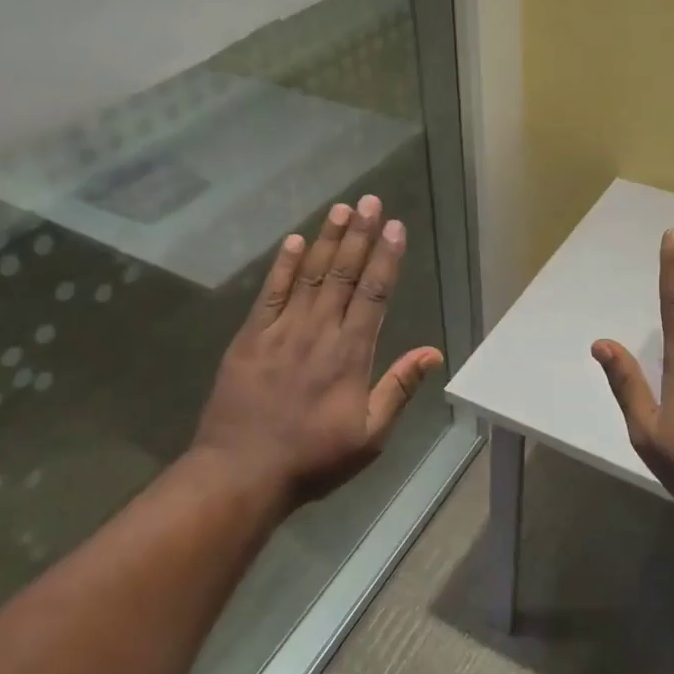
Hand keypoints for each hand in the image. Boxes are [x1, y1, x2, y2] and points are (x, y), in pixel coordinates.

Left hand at [193, 195, 443, 505]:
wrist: (241, 472)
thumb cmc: (313, 458)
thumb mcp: (370, 435)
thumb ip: (398, 388)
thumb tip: (432, 352)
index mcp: (351, 354)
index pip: (374, 294)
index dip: (386, 257)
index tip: (395, 226)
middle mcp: (319, 331)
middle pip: (344, 273)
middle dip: (360, 234)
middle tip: (370, 201)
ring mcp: (282, 330)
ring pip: (311, 275)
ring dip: (327, 240)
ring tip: (341, 209)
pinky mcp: (251, 336)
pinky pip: (271, 292)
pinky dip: (284, 265)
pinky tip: (295, 241)